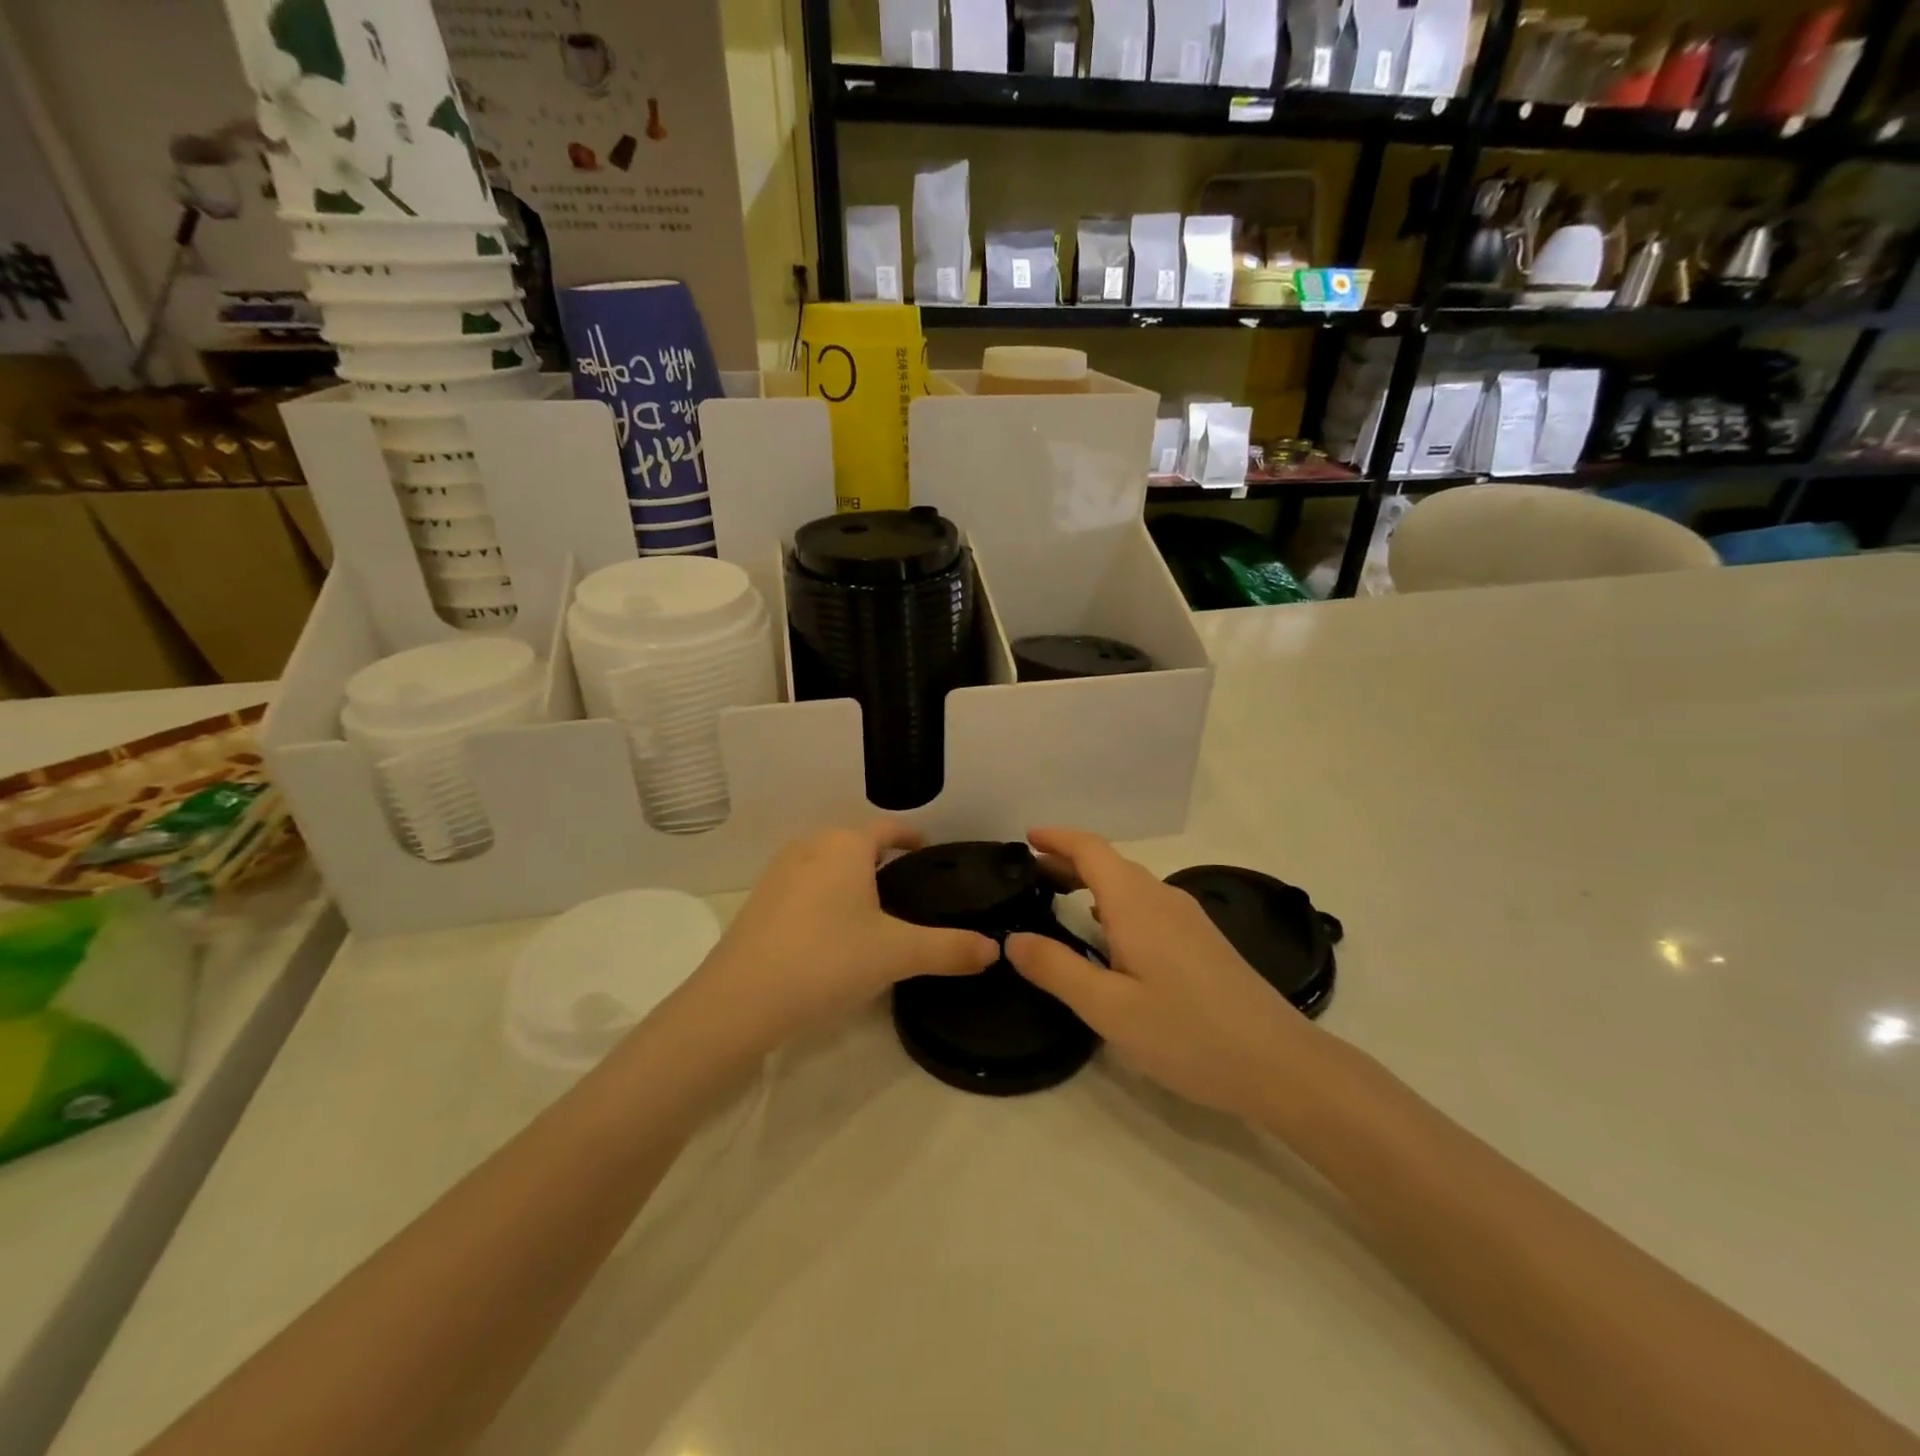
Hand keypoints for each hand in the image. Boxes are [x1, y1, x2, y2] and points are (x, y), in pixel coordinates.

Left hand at [686, 822, 998, 1052]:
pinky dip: (824, 900)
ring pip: (828, 866)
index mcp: (846, 845)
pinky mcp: (759, 903)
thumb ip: (950, 949)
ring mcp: (779, 873)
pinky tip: (833, 936)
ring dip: (851, 881)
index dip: (913, 838)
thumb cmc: (827, 959)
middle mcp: (810, 846)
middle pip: (856, 845)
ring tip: (875, 915)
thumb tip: (995, 949)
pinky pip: (804, 888)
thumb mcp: (897, 954)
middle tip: (911, 893)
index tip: (931, 855)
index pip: (889, 829)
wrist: (740, 1001)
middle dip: (883, 862)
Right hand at [1007, 828, 1314, 1122]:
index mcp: (1137, 905)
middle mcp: (1163, 899)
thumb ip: (1057, 969)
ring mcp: (1187, 919)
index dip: (1057, 838)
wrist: (1280, 1064)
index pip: (1091, 849)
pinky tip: (1108, 933)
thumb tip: (1012, 939)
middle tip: (1029, 875)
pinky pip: (1147, 904)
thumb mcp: (1109, 1009)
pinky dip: (1114, 902)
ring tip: (1058, 897)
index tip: (1025, 838)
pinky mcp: (1201, 941)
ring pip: (1130, 884)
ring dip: (1091, 881)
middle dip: (1067, 860)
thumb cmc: (1188, 1034)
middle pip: (1109, 863)